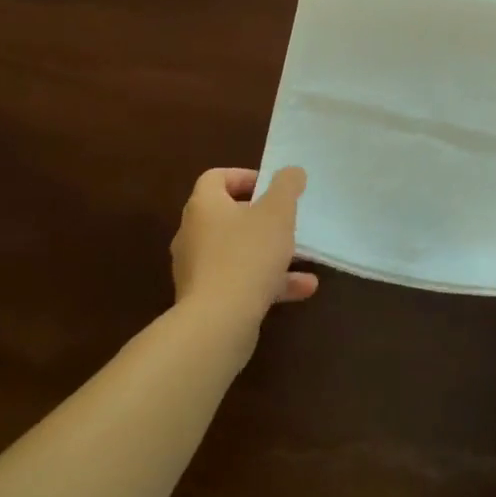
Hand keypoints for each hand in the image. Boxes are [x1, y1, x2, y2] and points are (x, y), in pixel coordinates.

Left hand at [171, 167, 318, 329]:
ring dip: (270, 253)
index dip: (245, 177)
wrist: (218, 324)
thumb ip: (286, 187)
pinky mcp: (205, 301)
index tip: (272, 188)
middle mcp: (193, 234)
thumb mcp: (277, 213)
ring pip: (237, 252)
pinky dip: (267, 282)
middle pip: (227, 215)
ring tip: (302, 258)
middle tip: (285, 220)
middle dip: (261, 218)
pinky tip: (301, 290)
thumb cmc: (247, 255)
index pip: (216, 178)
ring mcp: (197, 270)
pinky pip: (239, 281)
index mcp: (204, 206)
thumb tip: (291, 171)